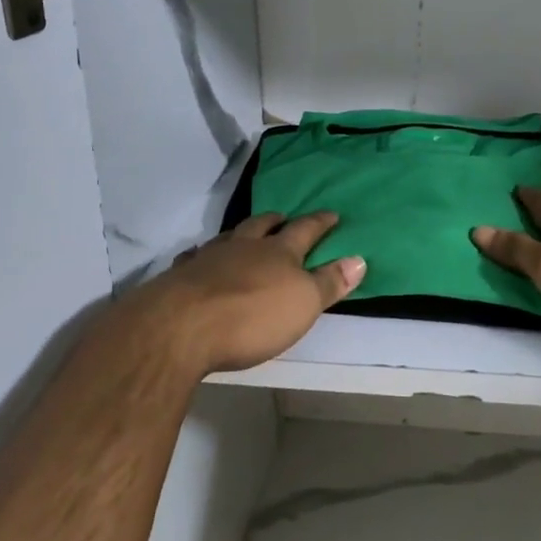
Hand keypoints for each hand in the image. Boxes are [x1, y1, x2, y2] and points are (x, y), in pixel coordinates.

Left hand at [134, 212, 364, 374]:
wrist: (181, 326)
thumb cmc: (252, 317)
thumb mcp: (303, 304)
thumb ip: (329, 282)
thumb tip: (359, 258)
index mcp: (278, 252)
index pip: (305, 230)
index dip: (320, 223)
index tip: (332, 214)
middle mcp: (244, 246)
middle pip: (262, 226)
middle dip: (276, 221)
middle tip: (283, 217)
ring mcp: (209, 258)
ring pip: (229, 237)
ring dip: (240, 234)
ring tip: (244, 234)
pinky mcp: (181, 276)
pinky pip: (196, 257)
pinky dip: (204, 255)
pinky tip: (200, 260)